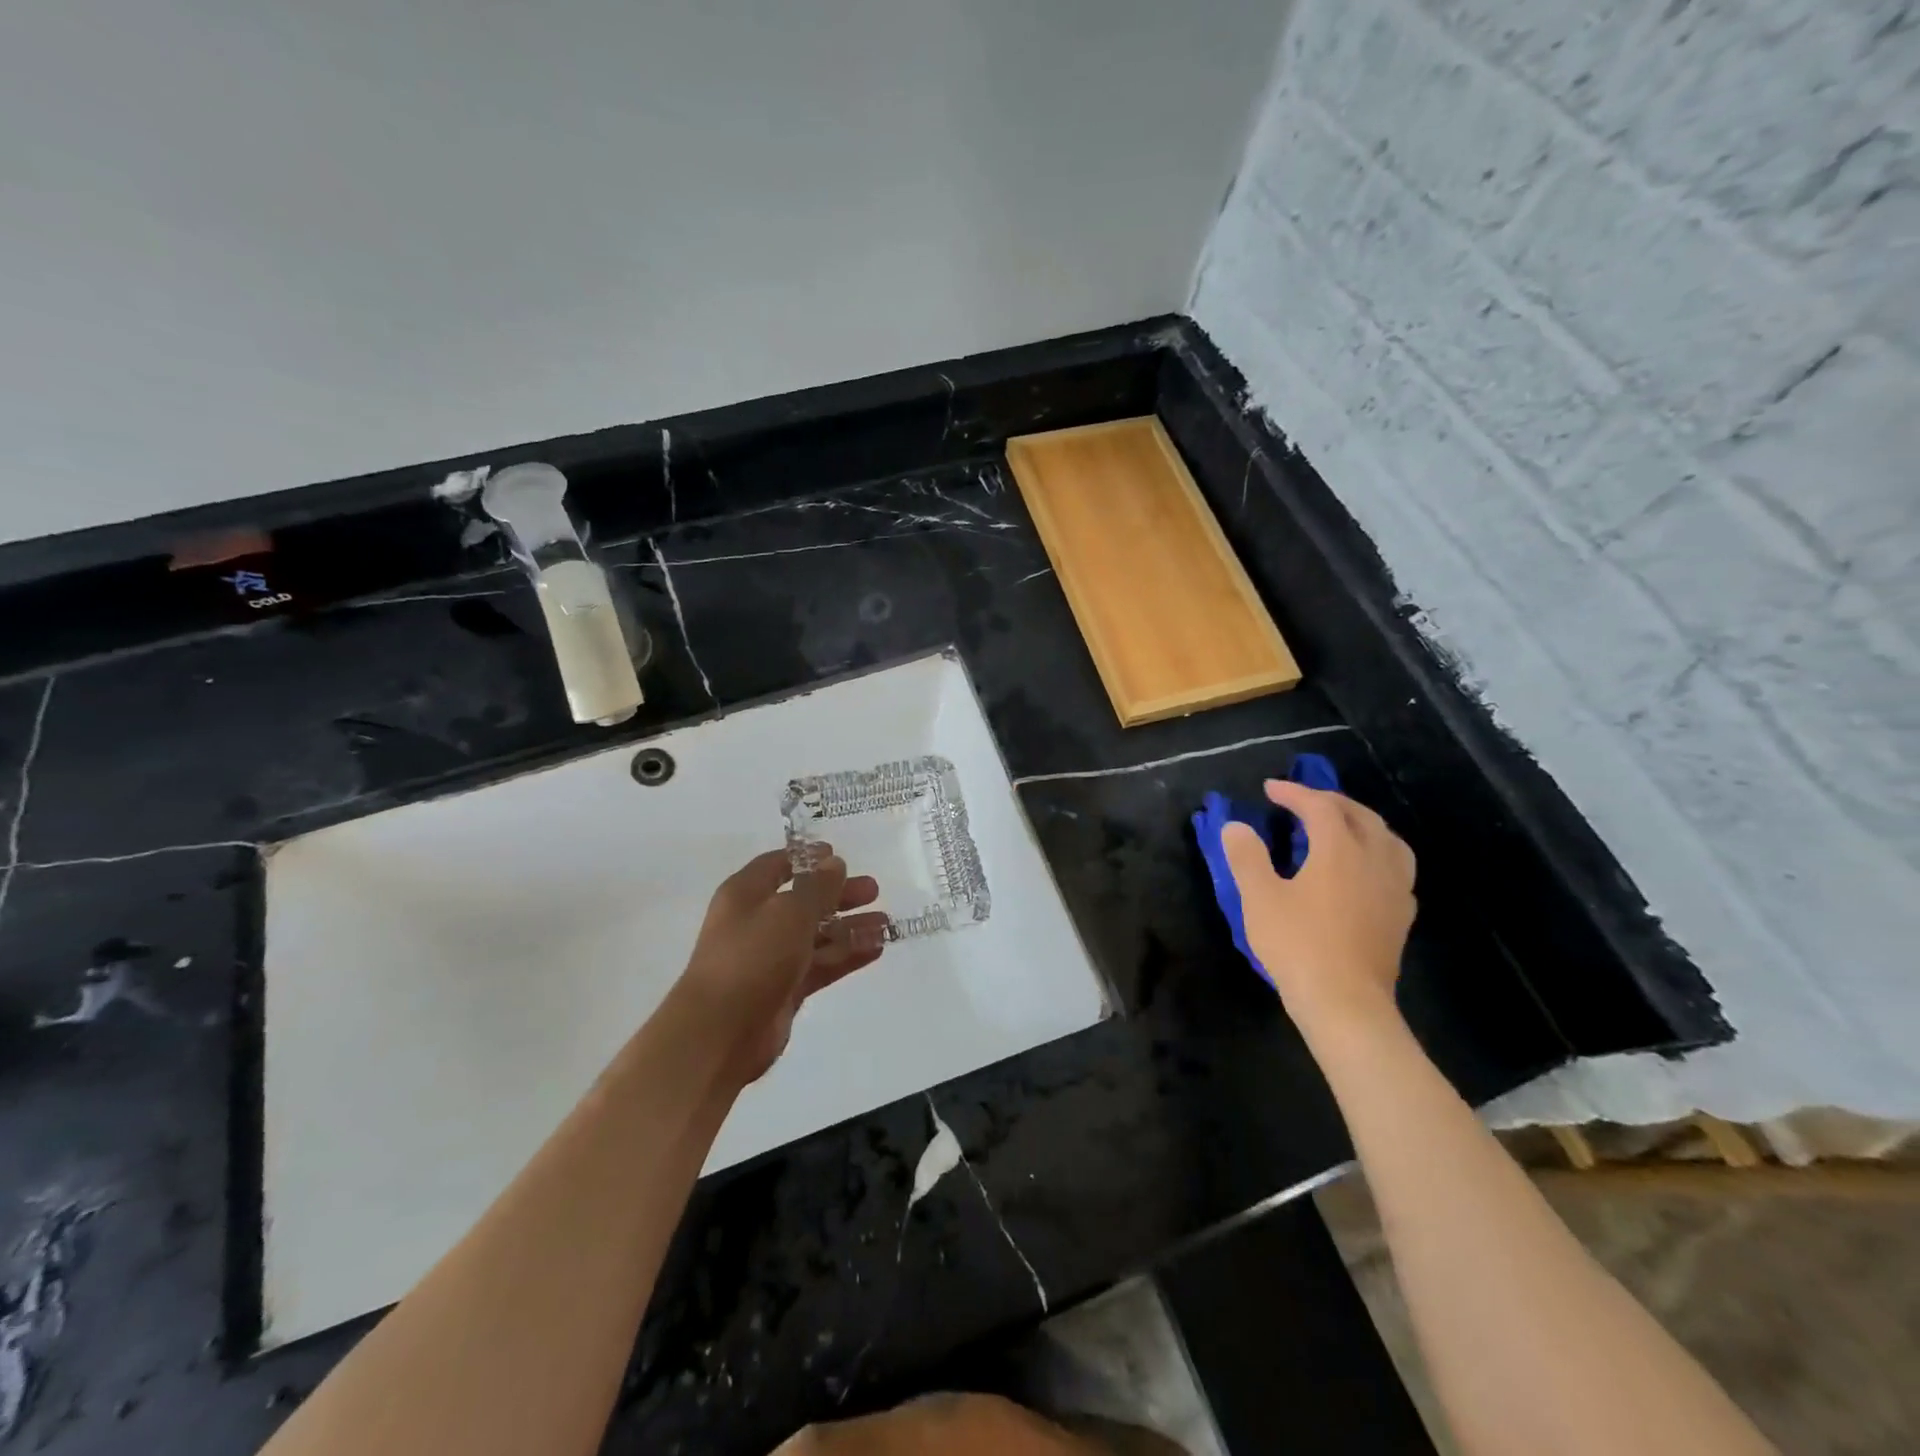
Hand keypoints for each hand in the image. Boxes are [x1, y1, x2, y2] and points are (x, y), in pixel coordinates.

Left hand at [676, 847, 889, 1084]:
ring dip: (849, 927)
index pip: (778, 865)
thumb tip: (834, 863)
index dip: (807, 859)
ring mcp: (771, 957)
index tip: (839, 856)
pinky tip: (876, 949)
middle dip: (839, 895)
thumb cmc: (752, 957)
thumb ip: (817, 887)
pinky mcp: (785, 988)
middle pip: (803, 900)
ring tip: (885, 923)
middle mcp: (757, 921)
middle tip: (874, 891)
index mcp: (746, 894)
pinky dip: (845, 956)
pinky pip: (820, 964)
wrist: (720, 1032)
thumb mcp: (789, 912)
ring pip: (816, 935)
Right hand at [1220, 780, 1415, 1034]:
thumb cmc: (1298, 945)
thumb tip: (1236, 826)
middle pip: (1360, 816)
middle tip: (1303, 801)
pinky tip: (1364, 869)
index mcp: (1340, 850)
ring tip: (1342, 827)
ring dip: (1362, 823)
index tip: (1270, 789)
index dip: (1294, 793)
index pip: (1320, 806)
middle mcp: (1375, 860)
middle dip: (1331, 801)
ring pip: (1388, 839)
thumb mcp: (1260, 898)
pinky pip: (1397, 868)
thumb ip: (1247, 857)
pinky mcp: (1401, 915)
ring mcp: (1395, 889)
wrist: (1346, 1003)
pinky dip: (1378, 853)